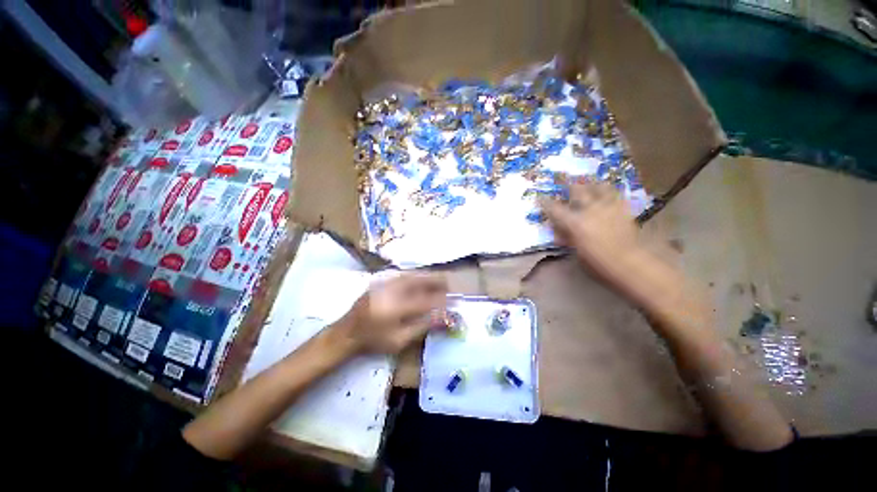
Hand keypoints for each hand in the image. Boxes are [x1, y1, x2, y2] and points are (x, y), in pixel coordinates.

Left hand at [331, 273, 447, 354]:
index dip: (442, 300)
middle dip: (437, 281)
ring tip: (439, 282)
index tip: (454, 301)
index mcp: (396, 308)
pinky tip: (422, 280)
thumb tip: (443, 318)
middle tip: (448, 285)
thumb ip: (423, 326)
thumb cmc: (374, 340)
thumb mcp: (400, 340)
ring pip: (413, 274)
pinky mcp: (382, 280)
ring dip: (428, 277)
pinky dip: (417, 276)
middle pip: (420, 280)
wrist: (347, 331)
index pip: (426, 300)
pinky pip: (404, 274)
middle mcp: (392, 290)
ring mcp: (386, 283)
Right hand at [540, 181, 672, 309]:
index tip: (539, 197)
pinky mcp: (623, 209)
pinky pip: (615, 193)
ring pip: (598, 186)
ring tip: (585, 179)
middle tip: (560, 176)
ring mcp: (608, 207)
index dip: (545, 202)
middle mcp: (590, 210)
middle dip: (566, 182)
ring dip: (589, 182)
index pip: (555, 208)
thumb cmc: (599, 264)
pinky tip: (605, 190)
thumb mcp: (576, 253)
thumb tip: (559, 232)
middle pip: (576, 189)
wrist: (631, 265)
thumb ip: (567, 239)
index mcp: (575, 223)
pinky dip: (607, 189)